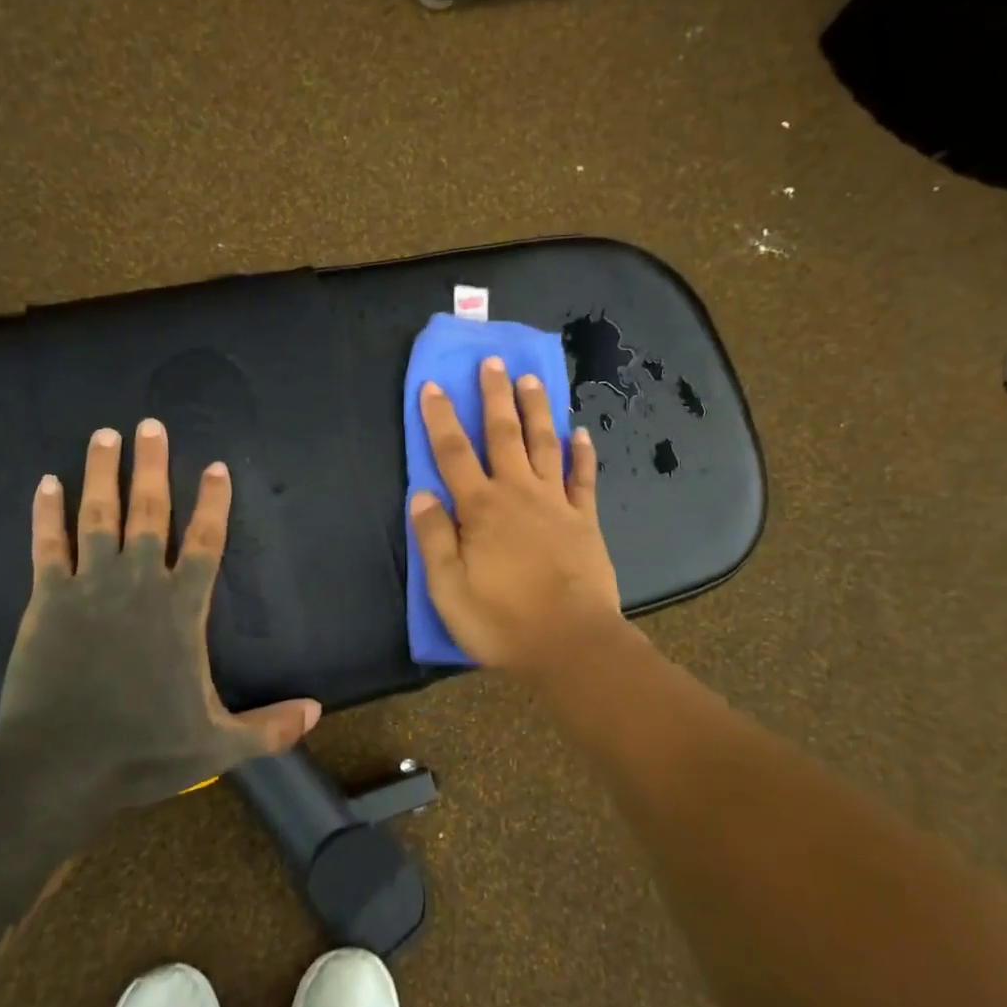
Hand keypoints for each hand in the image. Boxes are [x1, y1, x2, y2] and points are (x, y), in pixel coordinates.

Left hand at [0, 419, 320, 806]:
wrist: (59, 766)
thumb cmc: (143, 749)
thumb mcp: (218, 745)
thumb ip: (269, 727)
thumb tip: (318, 711)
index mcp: (181, 609)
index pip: (205, 541)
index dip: (213, 502)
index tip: (215, 466)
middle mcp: (139, 583)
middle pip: (150, 512)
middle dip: (153, 466)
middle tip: (151, 425)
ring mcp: (89, 586)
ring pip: (98, 515)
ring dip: (103, 472)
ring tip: (106, 434)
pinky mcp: (48, 599)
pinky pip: (48, 545)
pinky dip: (47, 512)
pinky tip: (47, 482)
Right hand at [410, 356, 625, 677]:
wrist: (571, 644)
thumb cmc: (502, 621)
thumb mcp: (448, 588)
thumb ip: (434, 538)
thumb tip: (421, 494)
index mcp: (481, 508)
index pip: (453, 453)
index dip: (440, 418)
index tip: (433, 386)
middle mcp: (518, 493)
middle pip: (503, 435)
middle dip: (494, 396)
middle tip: (493, 361)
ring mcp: (556, 503)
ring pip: (544, 444)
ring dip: (536, 410)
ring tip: (531, 379)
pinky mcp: (585, 520)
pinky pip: (583, 477)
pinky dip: (583, 453)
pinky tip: (581, 432)